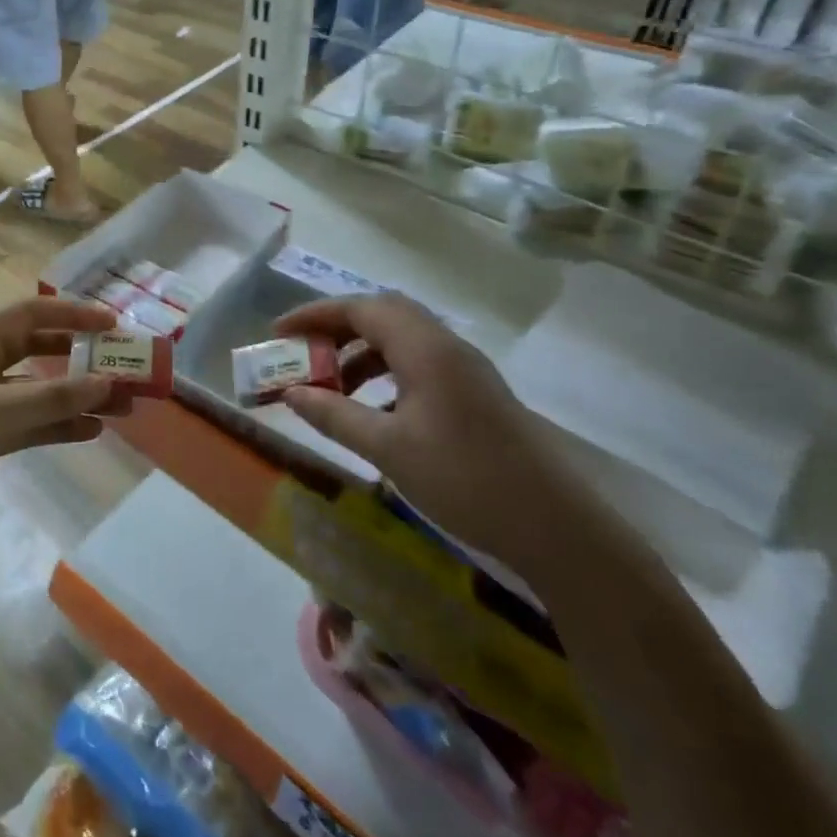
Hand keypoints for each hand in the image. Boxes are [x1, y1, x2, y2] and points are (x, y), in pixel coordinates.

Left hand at [0, 298, 124, 548]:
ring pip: (36, 390)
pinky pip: (26, 423)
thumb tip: (106, 382)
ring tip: (121, 405)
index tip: (114, 323)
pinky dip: (56, 425)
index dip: (73, 314)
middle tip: (122, 366)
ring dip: (74, 395)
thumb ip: (52, 396)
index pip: (31, 313)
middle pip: (37, 349)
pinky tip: (90, 432)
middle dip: (79, 357)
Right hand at [274, 294, 593, 580]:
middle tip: (303, 354)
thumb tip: (291, 393)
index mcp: (425, 349)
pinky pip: (418, 365)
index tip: (278, 333)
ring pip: (401, 340)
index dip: (314, 315)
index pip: (360, 308)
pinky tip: (373, 412)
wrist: (557, 528)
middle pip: (382, 315)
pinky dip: (385, 375)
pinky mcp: (476, 394)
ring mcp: (466, 370)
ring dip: (360, 354)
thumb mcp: (388, 449)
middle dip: (336, 329)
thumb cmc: (466, 480)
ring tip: (331, 388)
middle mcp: (446, 347)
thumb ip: (334, 415)